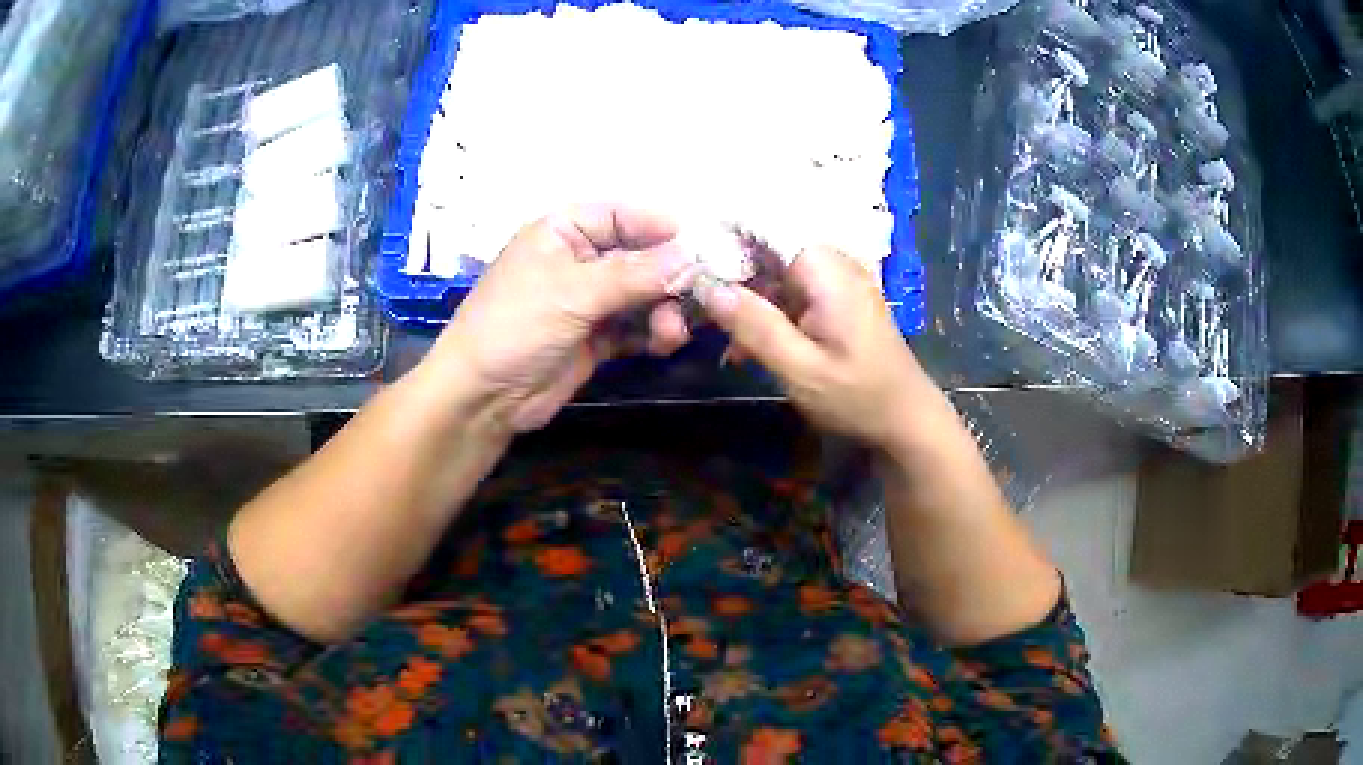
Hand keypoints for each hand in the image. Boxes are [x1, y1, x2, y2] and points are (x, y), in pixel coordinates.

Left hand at [426, 205, 699, 432]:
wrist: (482, 397)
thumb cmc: (515, 326)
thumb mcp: (572, 293)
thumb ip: (633, 275)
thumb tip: (690, 258)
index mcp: (561, 232)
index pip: (618, 215)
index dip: (657, 226)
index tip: (699, 244)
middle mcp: (578, 260)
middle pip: (637, 256)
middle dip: (667, 275)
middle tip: (700, 295)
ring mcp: (587, 301)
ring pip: (641, 294)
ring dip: (663, 309)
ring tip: (672, 332)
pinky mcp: (595, 338)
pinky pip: (634, 326)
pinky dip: (653, 332)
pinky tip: (664, 343)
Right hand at [701, 246, 942, 453]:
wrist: (908, 422)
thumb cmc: (859, 398)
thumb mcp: (801, 370)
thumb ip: (755, 326)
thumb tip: (707, 287)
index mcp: (826, 270)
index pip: (765, 228)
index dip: (724, 241)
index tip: (691, 267)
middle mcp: (832, 264)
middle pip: (767, 250)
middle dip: (731, 275)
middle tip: (696, 309)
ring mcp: (836, 282)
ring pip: (775, 273)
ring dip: (747, 300)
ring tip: (720, 337)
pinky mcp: (836, 301)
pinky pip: (791, 293)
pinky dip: (767, 314)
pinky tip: (746, 346)